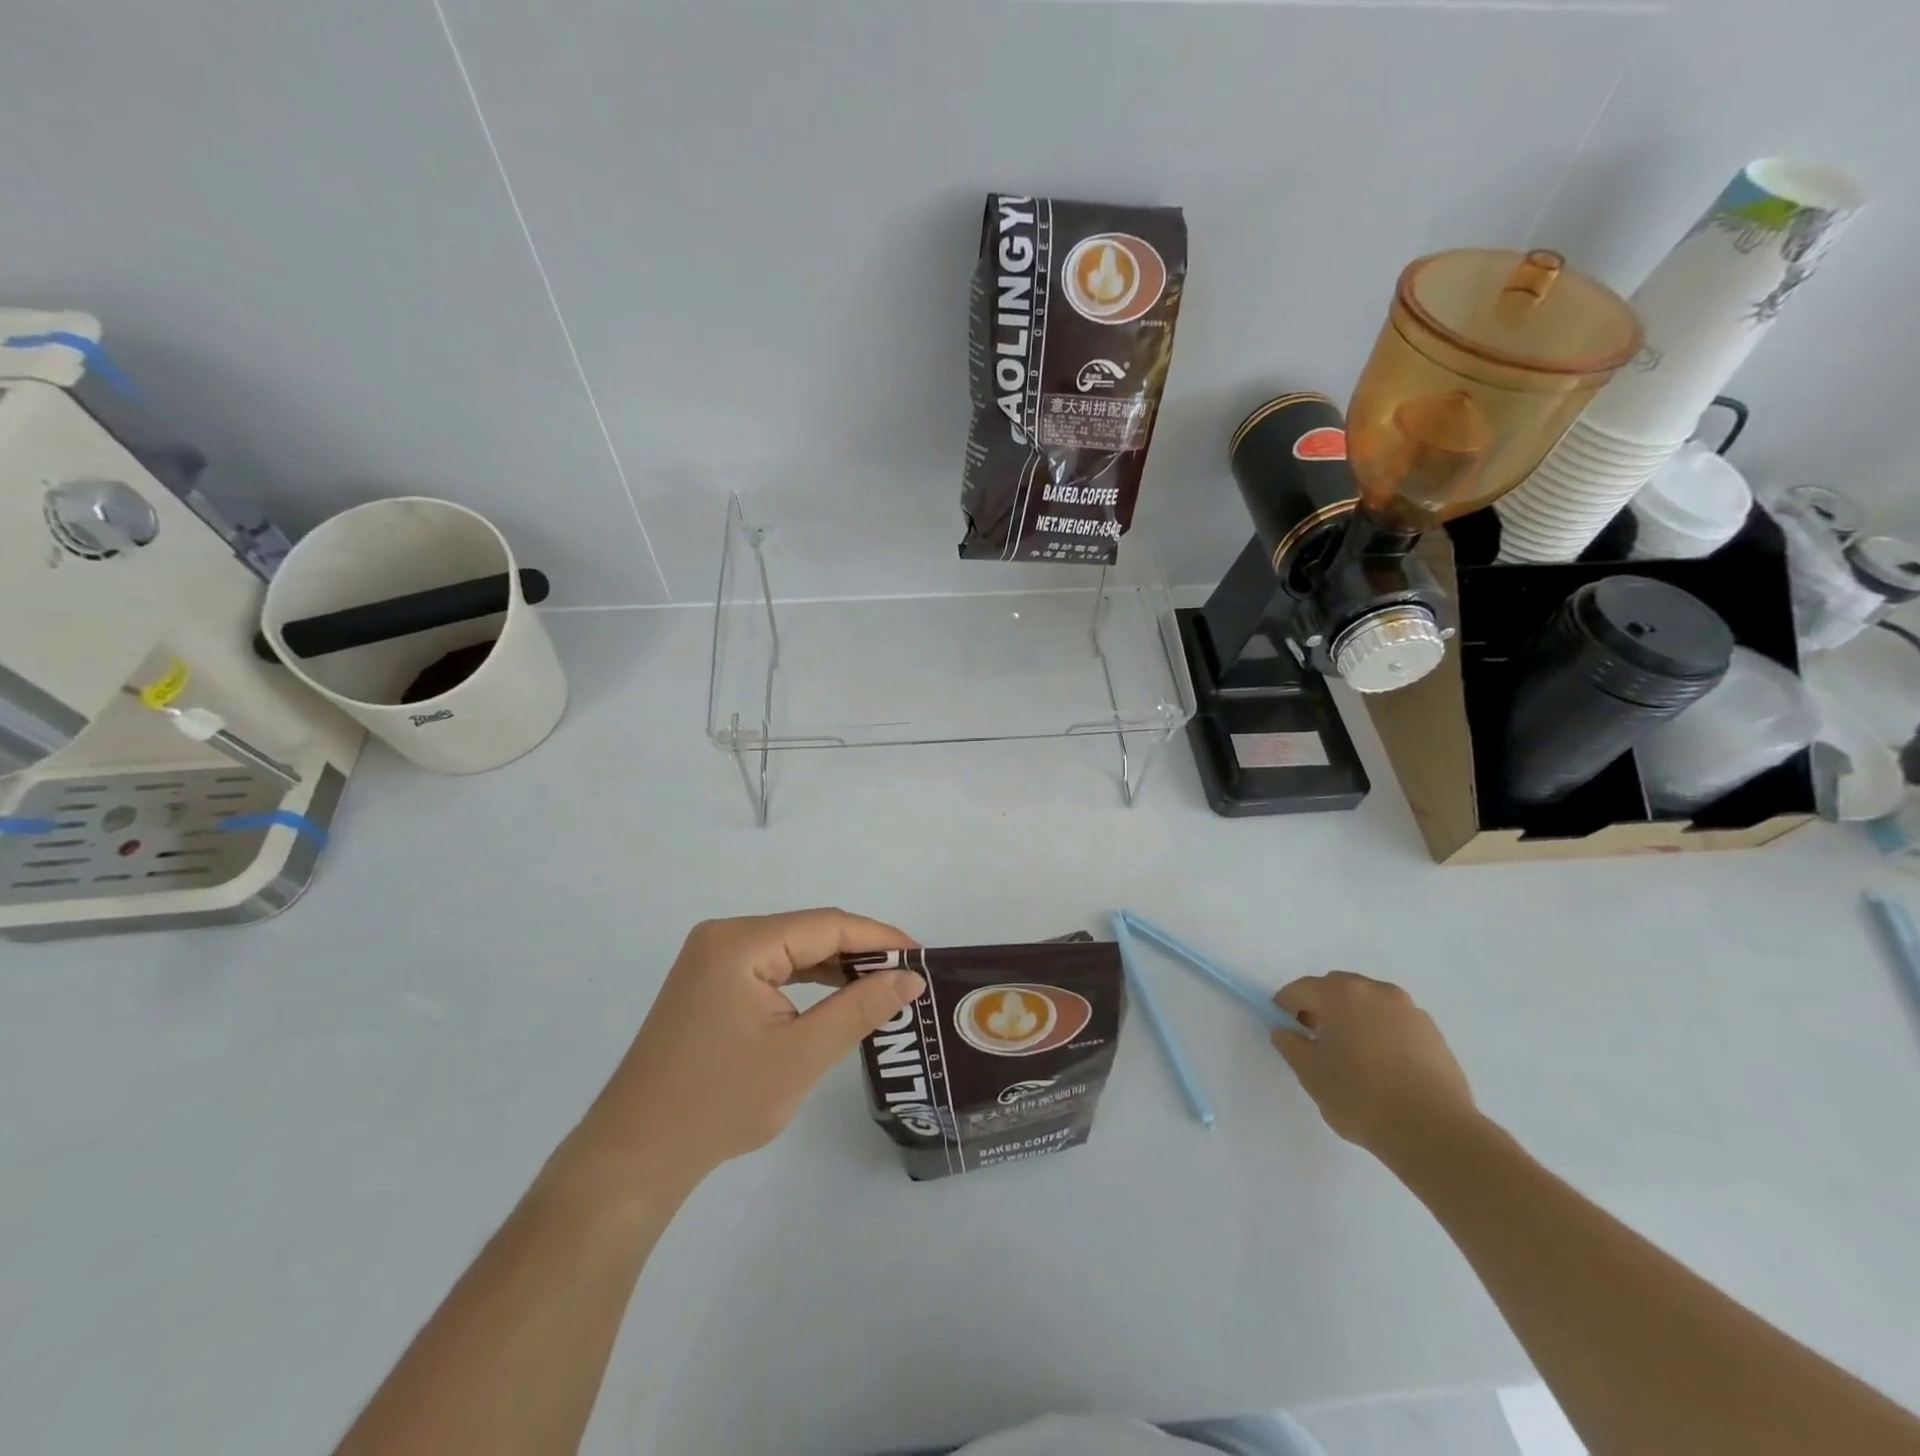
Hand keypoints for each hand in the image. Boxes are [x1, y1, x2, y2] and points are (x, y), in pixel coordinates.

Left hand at [569, 910, 923, 1189]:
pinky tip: (836, 999)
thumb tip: (910, 977)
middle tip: (907, 978)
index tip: (922, 957)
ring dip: (835, 968)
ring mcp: (712, 960)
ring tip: (882, 988)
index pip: (826, 925)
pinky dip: (806, 982)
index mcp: (741, 942)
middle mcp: (724, 937)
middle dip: (860, 953)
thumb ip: (861, 1008)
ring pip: (791, 950)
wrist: (635, 1156)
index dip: (879, 937)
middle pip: (808, 933)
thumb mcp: (802, 1055)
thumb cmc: (720, 1103)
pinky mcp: (709, 984)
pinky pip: (771, 969)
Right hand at [1270, 971, 1478, 1162]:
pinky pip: (1394, 1021)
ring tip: (1353, 1055)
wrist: (1436, 1134)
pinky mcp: (1433, 1032)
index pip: (1301, 989)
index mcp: (1341, 994)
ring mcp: (1409, 1009)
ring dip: (1353, 1018)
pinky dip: (1381, 1032)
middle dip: (1321, 1007)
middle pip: (1336, 989)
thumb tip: (1285, 1031)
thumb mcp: (1311, 1074)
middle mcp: (1376, 991)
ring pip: (1368, 1003)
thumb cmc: (1362, 1098)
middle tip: (1316, 1041)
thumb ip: (1290, 1045)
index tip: (1285, 1031)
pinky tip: (1383, 1066)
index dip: (1285, 1007)